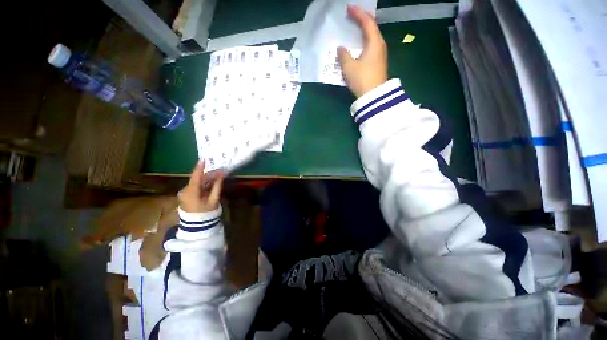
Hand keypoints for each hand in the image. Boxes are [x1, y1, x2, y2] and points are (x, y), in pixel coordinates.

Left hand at [178, 161, 223, 212]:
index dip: (200, 168)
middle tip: (219, 171)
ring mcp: (184, 193)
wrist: (196, 225)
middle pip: (197, 179)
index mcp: (191, 192)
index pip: (195, 177)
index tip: (203, 159)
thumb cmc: (206, 213)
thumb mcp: (213, 200)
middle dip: (208, 174)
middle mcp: (185, 190)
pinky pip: (195, 186)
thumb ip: (217, 187)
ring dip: (207, 179)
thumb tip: (221, 175)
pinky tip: (211, 182)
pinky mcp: (185, 194)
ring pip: (196, 182)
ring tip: (218, 176)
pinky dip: (203, 183)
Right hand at [338, 5, 387, 97]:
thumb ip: (343, 55)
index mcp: (374, 42)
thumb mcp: (349, 67)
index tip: (349, 8)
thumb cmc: (362, 79)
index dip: (358, 14)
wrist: (374, 97)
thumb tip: (341, 48)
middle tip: (351, 17)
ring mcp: (380, 54)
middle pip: (372, 27)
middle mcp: (379, 45)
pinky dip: (363, 41)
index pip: (367, 22)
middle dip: (361, 20)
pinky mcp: (378, 62)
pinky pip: (370, 46)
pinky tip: (357, 45)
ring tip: (353, 29)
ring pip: (372, 37)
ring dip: (363, 31)